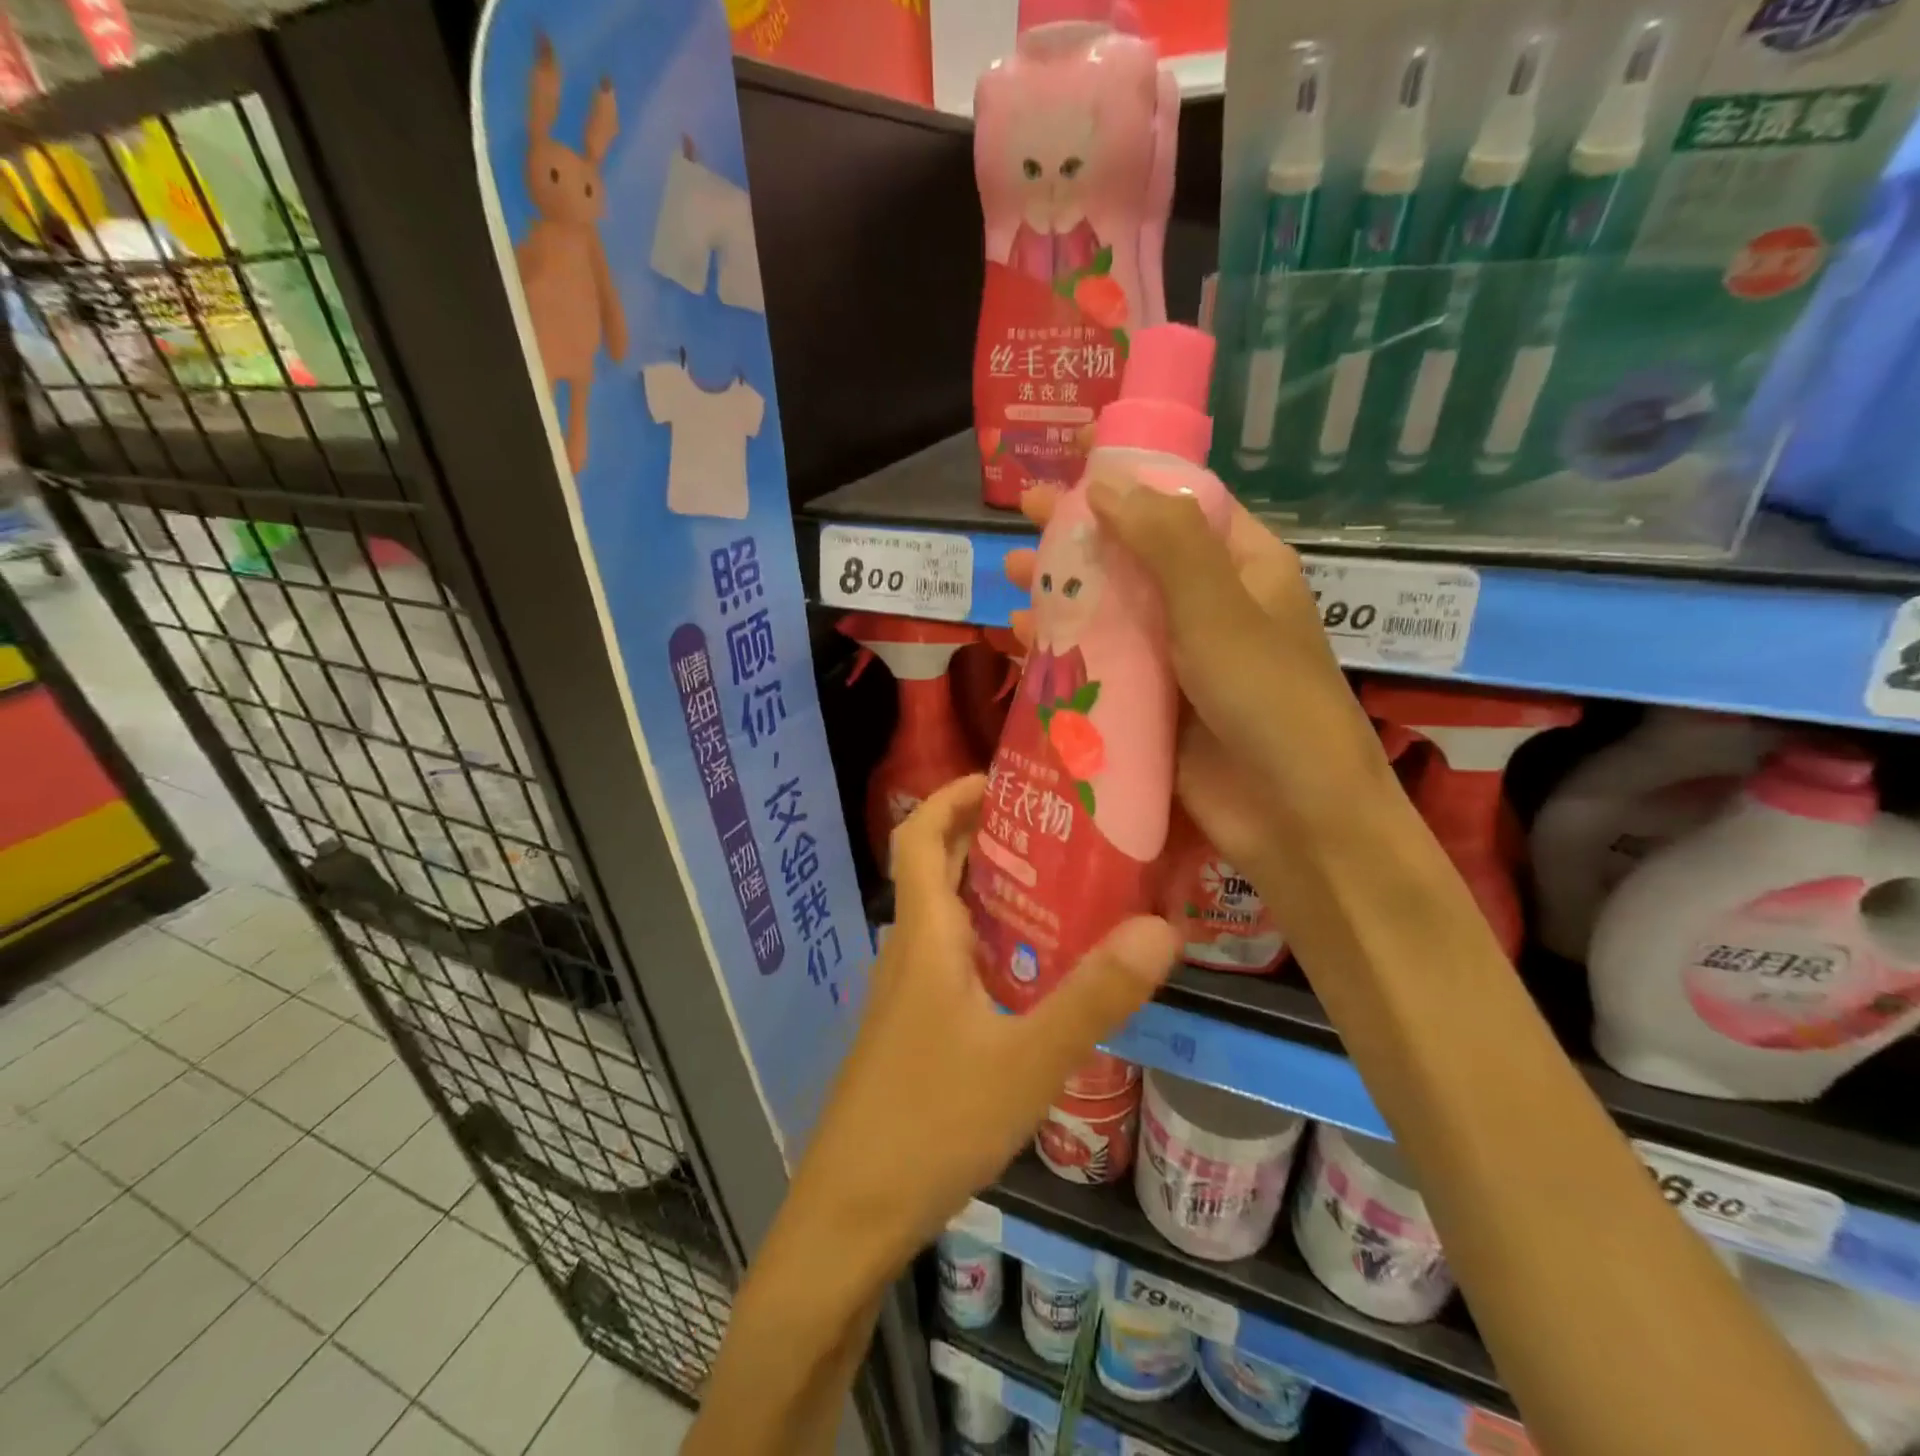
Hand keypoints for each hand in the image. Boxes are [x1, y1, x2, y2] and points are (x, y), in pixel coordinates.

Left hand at [789, 776, 1178, 1264]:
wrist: (850, 1213)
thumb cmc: (931, 1123)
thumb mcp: (1028, 1060)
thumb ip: (1095, 996)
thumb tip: (1162, 928)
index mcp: (924, 936)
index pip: (919, 836)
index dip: (952, 797)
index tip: (1004, 779)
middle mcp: (908, 951)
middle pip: (935, 869)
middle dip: (984, 836)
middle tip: (1055, 830)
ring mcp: (905, 994)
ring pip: (946, 918)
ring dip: (990, 891)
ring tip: (1060, 891)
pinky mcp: (911, 1030)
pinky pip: (950, 960)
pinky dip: (989, 942)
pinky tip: (1034, 976)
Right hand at [1005, 482, 1393, 891]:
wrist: (1293, 817)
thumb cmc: (1269, 700)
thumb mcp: (1220, 609)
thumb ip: (1165, 542)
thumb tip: (1103, 483)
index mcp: (1241, 567)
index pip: (1180, 501)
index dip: (1129, 473)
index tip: (1077, 450)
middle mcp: (1206, 606)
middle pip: (1133, 554)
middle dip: (1080, 535)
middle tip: (1024, 515)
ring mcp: (1174, 659)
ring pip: (1108, 611)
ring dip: (1061, 593)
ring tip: (1011, 578)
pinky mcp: (1148, 706)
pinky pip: (1097, 666)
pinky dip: (1060, 651)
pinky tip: (1019, 642)